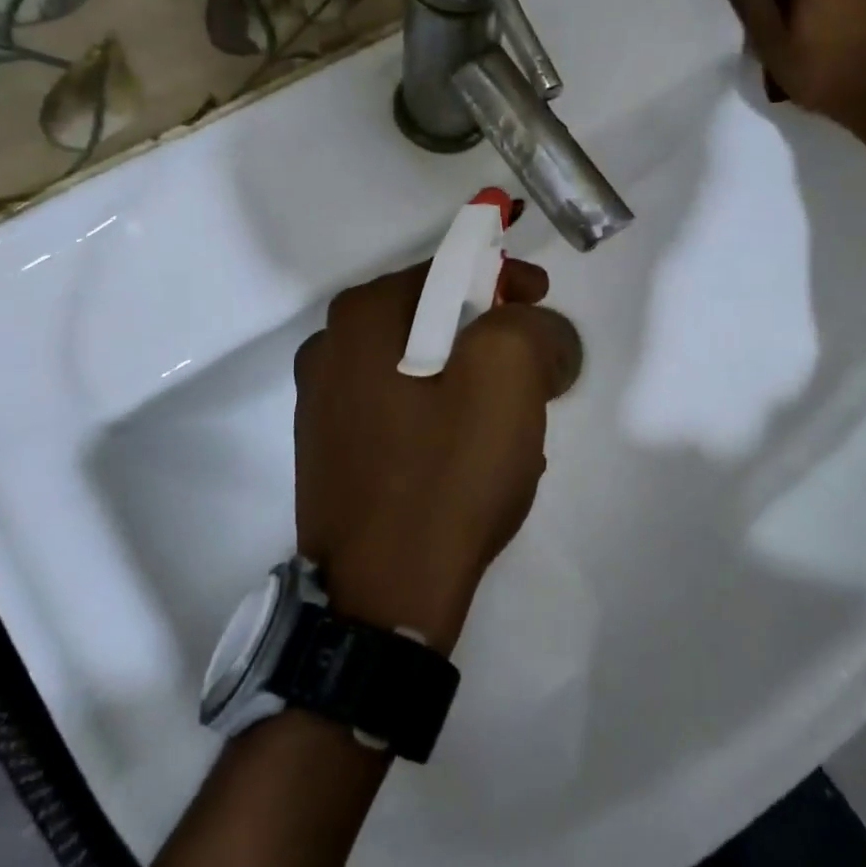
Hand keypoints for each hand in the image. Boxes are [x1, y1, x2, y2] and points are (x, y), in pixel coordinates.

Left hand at [293, 259, 579, 648]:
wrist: (382, 598)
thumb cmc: (446, 474)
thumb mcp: (508, 377)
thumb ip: (532, 325)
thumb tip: (538, 329)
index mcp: (362, 318)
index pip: (448, 268)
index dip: (505, 276)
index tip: (542, 301)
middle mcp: (330, 350)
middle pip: (434, 318)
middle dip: (493, 336)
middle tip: (535, 371)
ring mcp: (323, 405)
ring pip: (422, 368)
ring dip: (472, 382)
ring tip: (513, 425)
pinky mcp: (332, 452)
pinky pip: (403, 412)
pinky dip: (444, 418)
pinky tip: (474, 458)